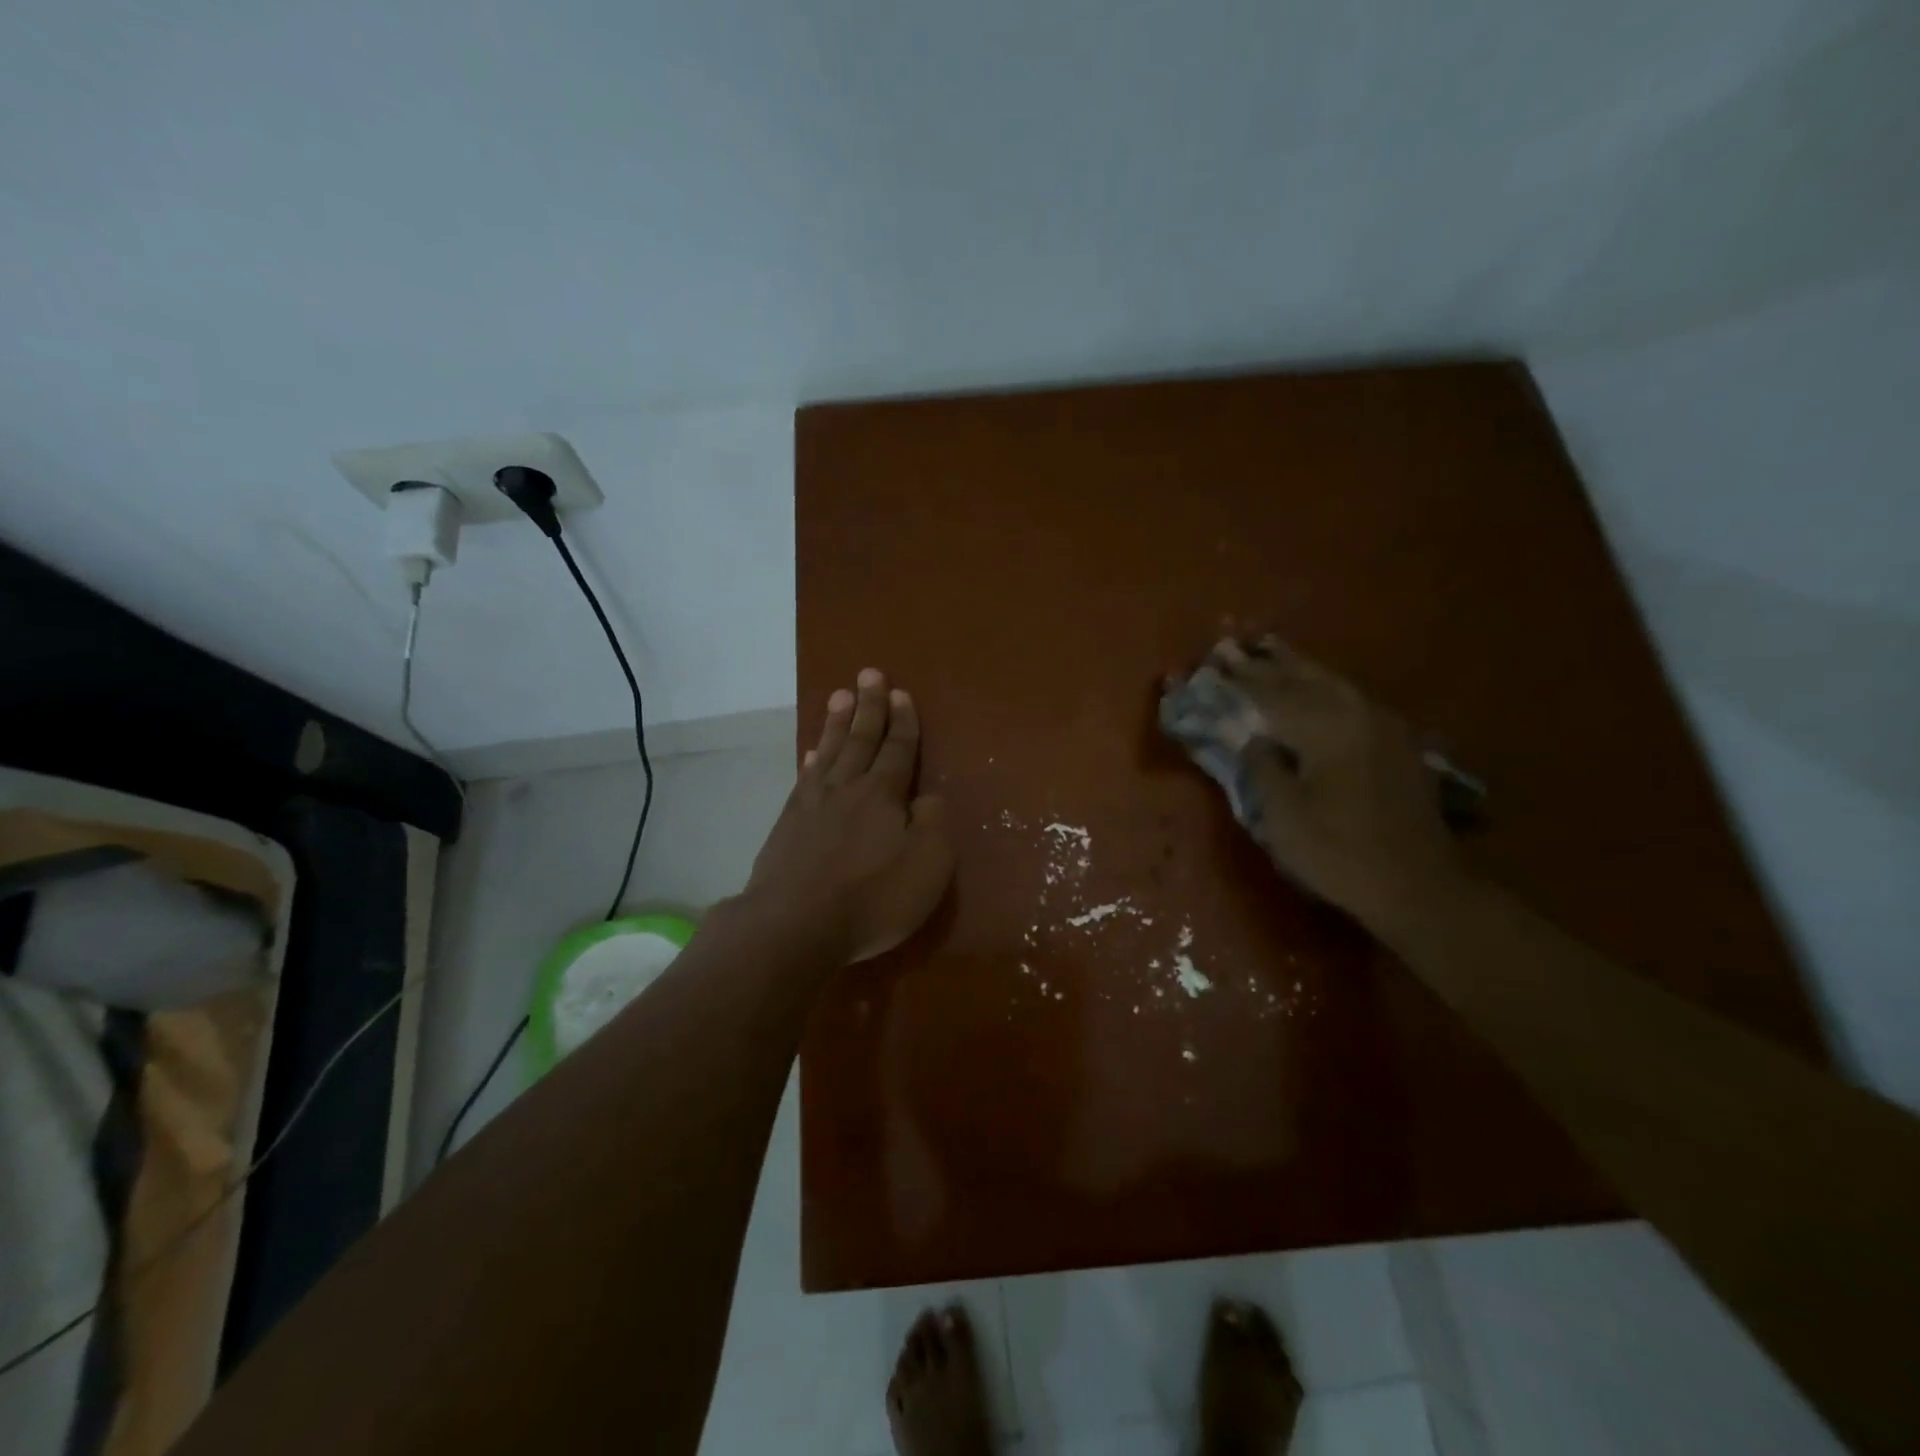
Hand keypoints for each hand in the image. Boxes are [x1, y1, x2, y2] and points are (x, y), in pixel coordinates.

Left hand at [742, 668, 953, 963]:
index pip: (898, 750)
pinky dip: (811, 759)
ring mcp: (811, 804)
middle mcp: (847, 788)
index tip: (901, 692)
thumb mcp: (927, 866)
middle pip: (860, 739)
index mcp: (884, 796)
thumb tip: (928, 798)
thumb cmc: (871, 899)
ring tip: (840, 695)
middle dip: (869, 706)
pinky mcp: (787, 824)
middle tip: (869, 673)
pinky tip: (811, 754)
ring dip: (837, 722)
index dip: (903, 722)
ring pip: (828, 751)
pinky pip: (804, 778)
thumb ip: (933, 825)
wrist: (793, 925)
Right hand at [1210, 638, 1467, 934]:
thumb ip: (1261, 768)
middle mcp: (1354, 713)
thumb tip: (1253, 740)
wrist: (1418, 885)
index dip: (1236, 679)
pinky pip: (1349, 698)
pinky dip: (1323, 685)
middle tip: (1233, 645)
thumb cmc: (1339, 852)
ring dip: (1295, 666)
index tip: (1210, 661)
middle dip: (1264, 663)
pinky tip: (1316, 684)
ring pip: (1330, 682)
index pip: (1269, 693)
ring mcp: (1380, 725)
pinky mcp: (1395, 742)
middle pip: (1301, 678)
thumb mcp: (1282, 816)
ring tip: (1270, 648)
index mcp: (1324, 727)